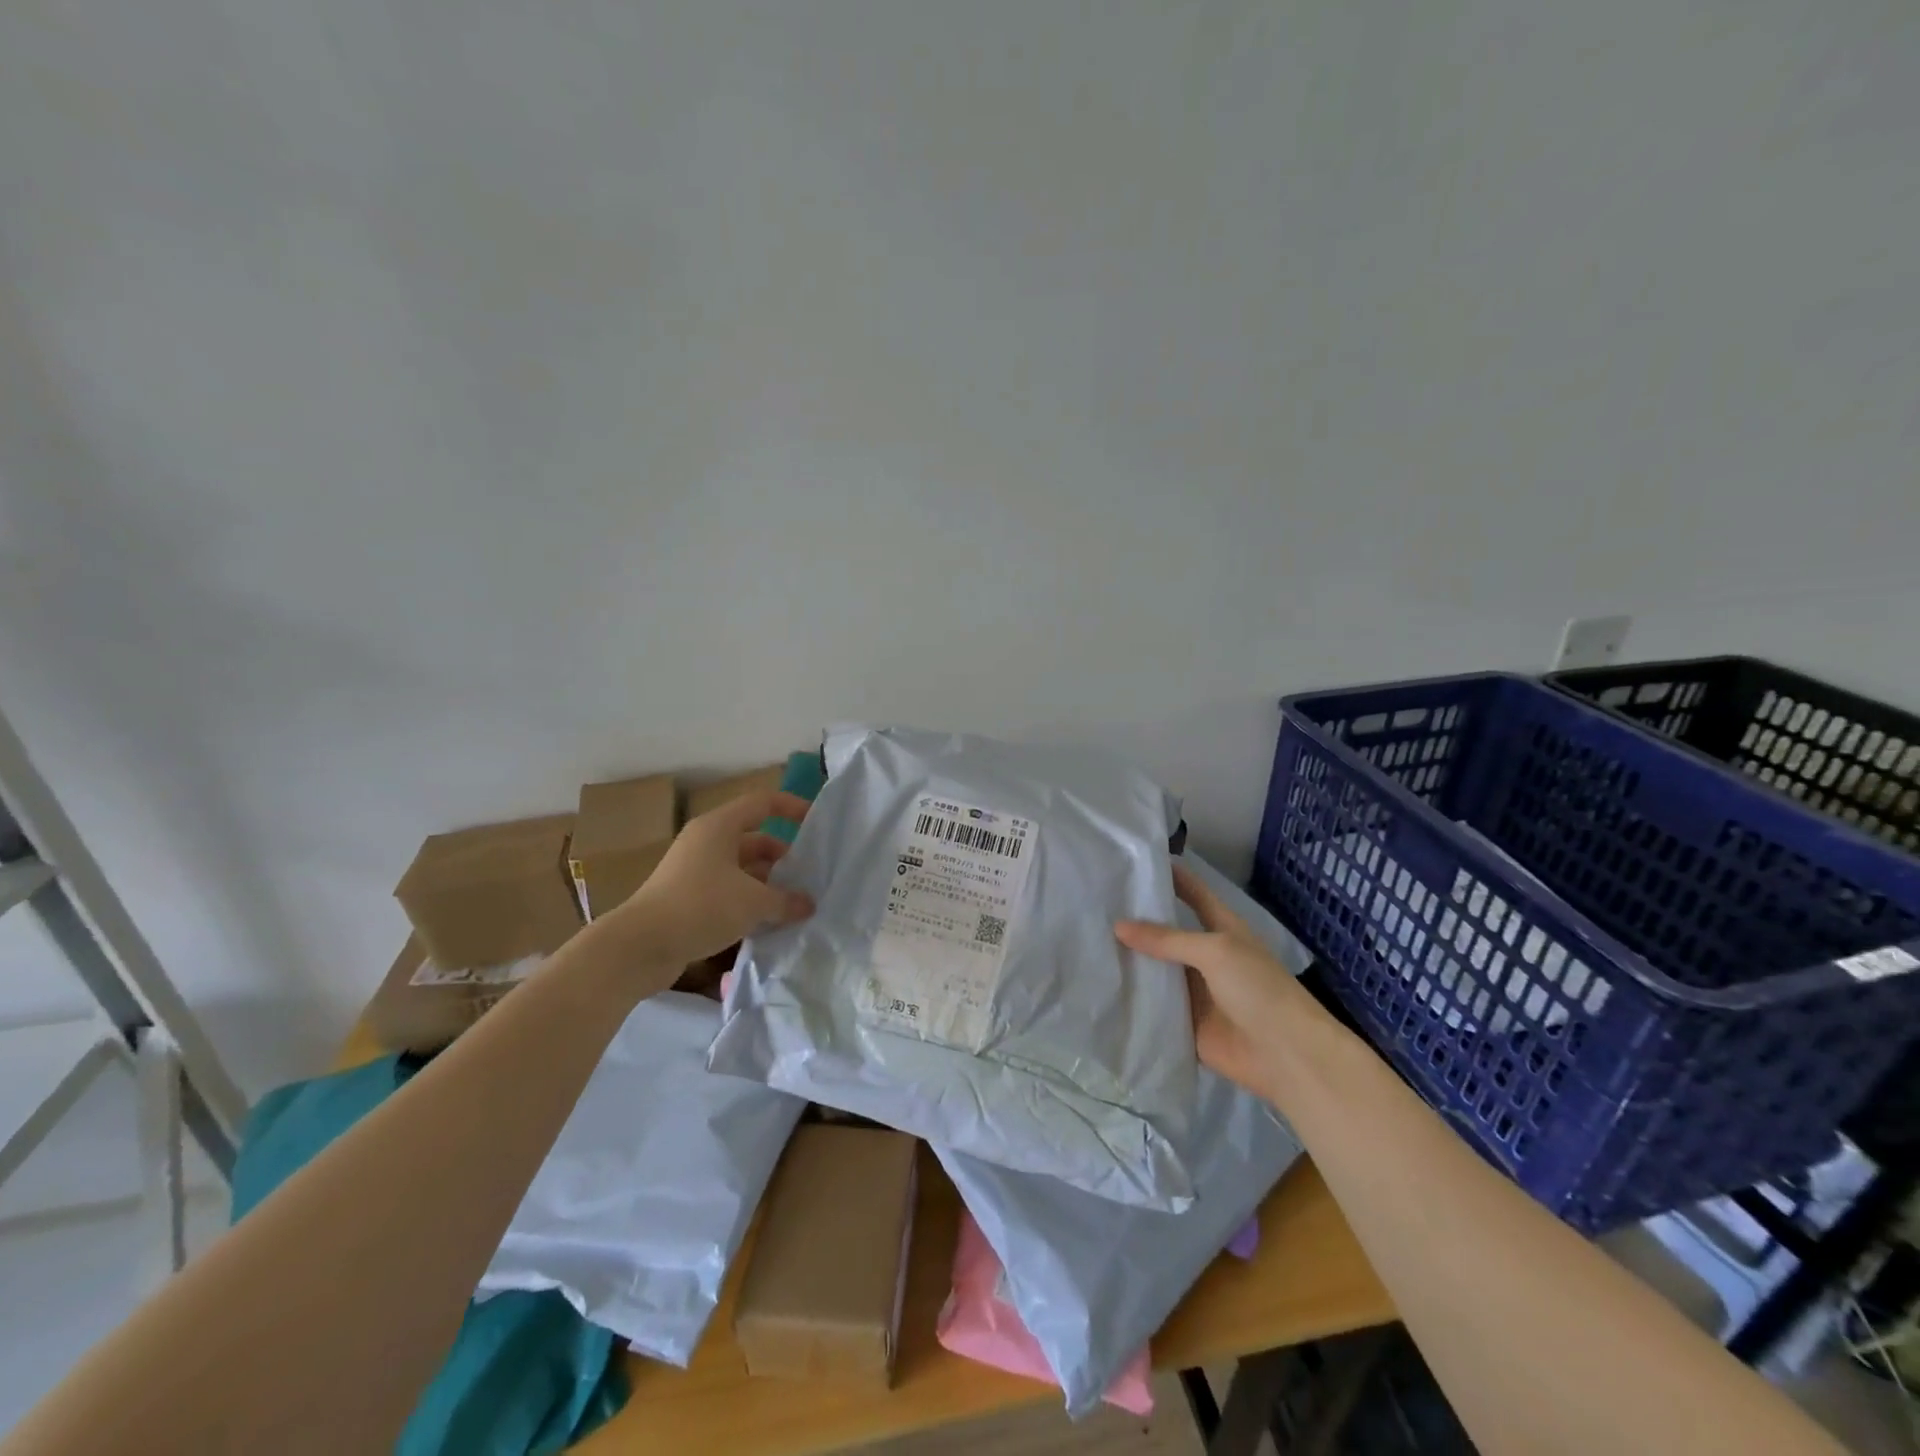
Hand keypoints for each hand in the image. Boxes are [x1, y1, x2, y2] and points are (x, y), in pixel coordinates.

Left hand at [617, 790, 815, 967]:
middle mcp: (706, 842)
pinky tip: (769, 922)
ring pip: (742, 868)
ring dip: (768, 883)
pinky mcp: (688, 898)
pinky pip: (728, 891)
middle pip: (754, 839)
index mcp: (719, 827)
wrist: (639, 947)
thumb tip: (808, 904)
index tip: (817, 822)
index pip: (763, 803)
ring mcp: (694, 871)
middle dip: (783, 856)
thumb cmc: (701, 907)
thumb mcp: (753, 902)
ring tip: (795, 903)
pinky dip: (749, 901)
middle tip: (810, 875)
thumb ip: (786, 900)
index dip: (791, 807)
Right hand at [1115, 864, 1315, 1099]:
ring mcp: (1193, 990)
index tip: (1132, 860)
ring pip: (1155, 969)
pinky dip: (1131, 999)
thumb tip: (1118, 926)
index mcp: (1220, 928)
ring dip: (1128, 960)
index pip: (1191, 892)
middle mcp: (1204, 955)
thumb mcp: (1215, 951)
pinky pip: (1153, 1006)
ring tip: (1084, 939)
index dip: (1168, 875)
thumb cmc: (1258, 989)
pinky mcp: (1183, 1022)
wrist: (1287, 1055)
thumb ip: (1167, 939)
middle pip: (1165, 932)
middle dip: (1135, 920)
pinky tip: (1099, 986)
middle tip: (1092, 902)